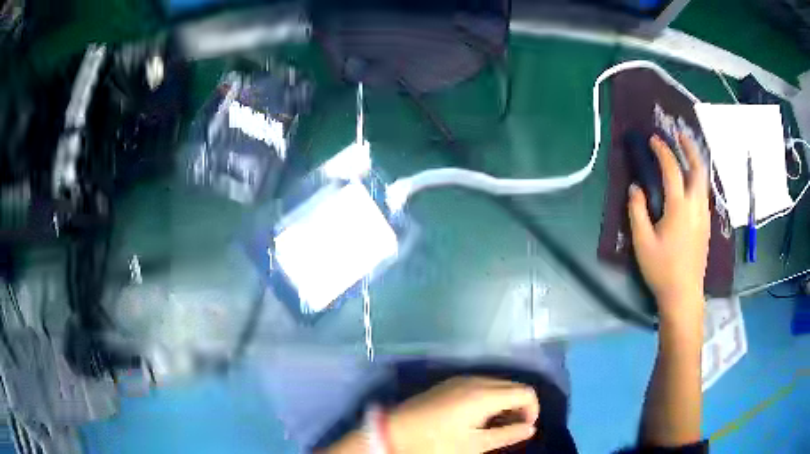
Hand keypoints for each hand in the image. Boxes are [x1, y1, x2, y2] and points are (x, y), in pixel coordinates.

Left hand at [386, 377, 539, 453]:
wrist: (394, 431)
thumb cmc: (436, 442)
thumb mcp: (474, 445)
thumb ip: (507, 435)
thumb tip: (530, 428)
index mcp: (485, 394)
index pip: (526, 392)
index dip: (532, 410)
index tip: (523, 429)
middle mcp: (476, 380)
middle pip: (513, 386)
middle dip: (519, 406)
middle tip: (510, 429)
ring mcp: (461, 379)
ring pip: (497, 385)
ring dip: (504, 402)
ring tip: (494, 426)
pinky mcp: (449, 383)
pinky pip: (481, 385)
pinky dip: (489, 398)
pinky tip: (478, 417)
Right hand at [628, 134, 709, 322]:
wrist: (684, 294)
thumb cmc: (662, 270)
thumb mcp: (642, 242)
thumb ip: (637, 211)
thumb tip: (635, 188)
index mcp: (679, 208)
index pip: (672, 170)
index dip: (663, 151)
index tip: (654, 140)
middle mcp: (695, 206)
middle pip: (698, 169)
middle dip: (690, 147)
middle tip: (680, 135)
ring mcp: (704, 216)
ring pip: (704, 181)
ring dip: (695, 162)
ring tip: (686, 152)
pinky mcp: (706, 225)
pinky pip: (704, 193)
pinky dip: (697, 179)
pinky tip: (690, 183)